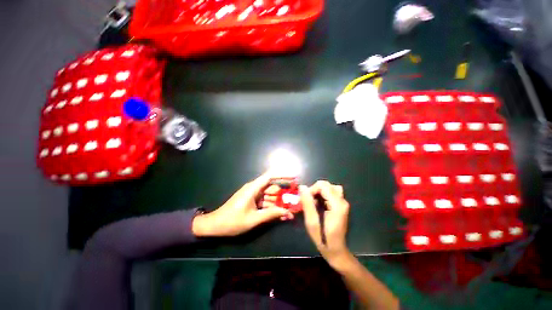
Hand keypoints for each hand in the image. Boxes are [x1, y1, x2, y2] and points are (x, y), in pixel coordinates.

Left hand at [192, 172, 293, 236]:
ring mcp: (253, 195)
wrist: (215, 225)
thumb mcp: (253, 219)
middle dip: (284, 195)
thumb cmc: (233, 221)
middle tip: (294, 203)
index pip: (270, 176)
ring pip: (270, 196)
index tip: (294, 177)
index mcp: (253, 188)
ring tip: (289, 214)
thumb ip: (271, 214)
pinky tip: (280, 215)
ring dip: (279, 204)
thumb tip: (287, 212)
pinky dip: (272, 208)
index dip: (283, 174)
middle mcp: (255, 189)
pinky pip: (265, 202)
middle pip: (273, 188)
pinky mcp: (253, 201)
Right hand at [300, 180, 350, 265]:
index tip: (305, 201)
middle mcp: (342, 201)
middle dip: (314, 190)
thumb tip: (302, 187)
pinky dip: (323, 194)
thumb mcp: (312, 223)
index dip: (311, 190)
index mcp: (337, 205)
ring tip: (314, 202)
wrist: (337, 250)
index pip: (322, 185)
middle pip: (326, 185)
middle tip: (308, 202)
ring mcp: (343, 202)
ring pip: (329, 187)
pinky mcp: (341, 204)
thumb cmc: (323, 239)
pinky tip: (319, 204)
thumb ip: (307, 204)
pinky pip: (331, 192)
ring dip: (319, 192)